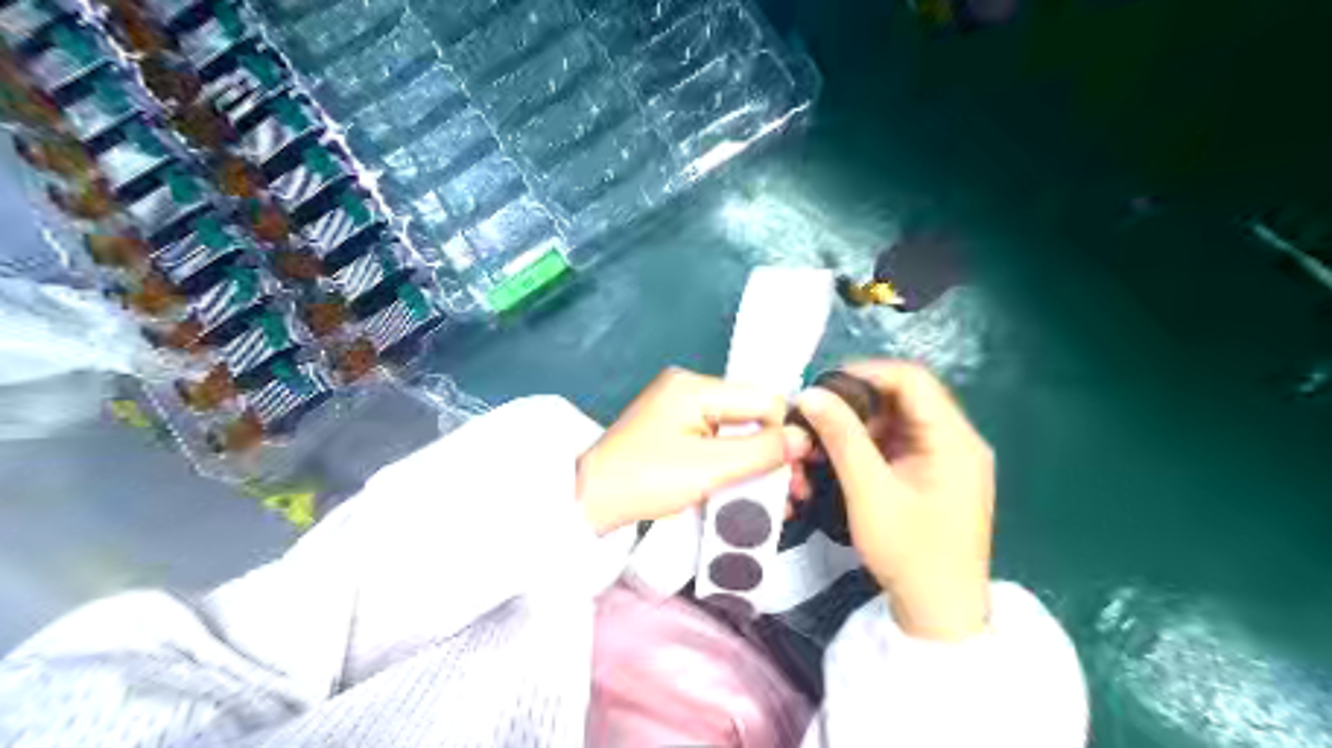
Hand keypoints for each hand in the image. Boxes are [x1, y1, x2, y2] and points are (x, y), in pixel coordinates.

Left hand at [577, 369, 811, 537]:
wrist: (590, 501)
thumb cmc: (646, 480)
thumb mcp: (709, 468)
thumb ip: (761, 451)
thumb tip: (804, 438)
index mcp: (695, 386)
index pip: (762, 399)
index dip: (786, 432)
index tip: (802, 470)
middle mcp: (690, 388)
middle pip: (751, 414)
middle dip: (776, 452)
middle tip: (796, 490)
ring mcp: (680, 409)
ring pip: (737, 430)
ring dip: (759, 462)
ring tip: (782, 498)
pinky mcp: (675, 430)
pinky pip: (718, 441)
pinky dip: (736, 463)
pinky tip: (753, 488)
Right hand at [789, 363, 986, 642]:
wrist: (939, 612)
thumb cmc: (909, 553)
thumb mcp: (869, 493)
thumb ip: (842, 438)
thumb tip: (811, 393)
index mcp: (954, 440)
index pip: (912, 380)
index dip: (866, 373)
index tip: (823, 385)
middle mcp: (958, 440)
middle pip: (904, 398)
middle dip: (856, 404)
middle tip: (818, 419)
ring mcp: (949, 458)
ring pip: (897, 420)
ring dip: (858, 427)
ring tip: (825, 446)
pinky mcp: (937, 473)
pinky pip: (899, 443)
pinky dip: (869, 447)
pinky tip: (843, 463)